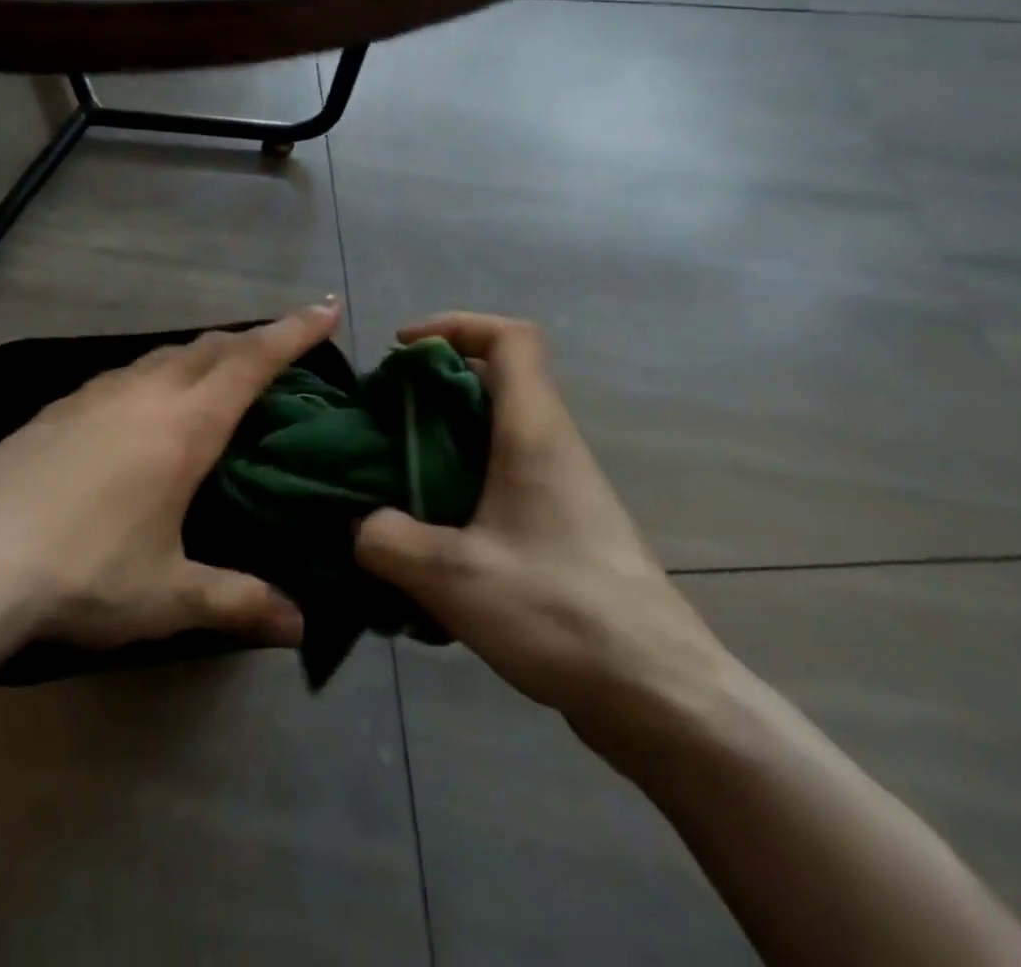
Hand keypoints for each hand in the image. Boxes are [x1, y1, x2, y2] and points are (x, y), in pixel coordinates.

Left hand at [0, 301, 342, 651]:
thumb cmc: (84, 571)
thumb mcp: (168, 594)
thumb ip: (237, 602)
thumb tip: (299, 628)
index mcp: (184, 424)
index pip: (253, 360)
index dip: (295, 331)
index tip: (328, 308)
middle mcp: (145, 392)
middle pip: (211, 346)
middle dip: (253, 339)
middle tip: (281, 348)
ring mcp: (96, 392)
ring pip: (165, 354)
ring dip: (202, 354)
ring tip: (218, 375)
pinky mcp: (60, 405)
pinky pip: (127, 373)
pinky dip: (157, 373)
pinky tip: (145, 406)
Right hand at [354, 313, 730, 761]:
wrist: (660, 696)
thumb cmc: (560, 613)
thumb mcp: (453, 576)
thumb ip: (387, 540)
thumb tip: (360, 525)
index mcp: (534, 433)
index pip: (510, 339)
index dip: (455, 324)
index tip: (403, 347)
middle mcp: (552, 447)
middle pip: (495, 380)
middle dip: (432, 385)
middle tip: (383, 417)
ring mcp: (561, 490)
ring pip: (494, 433)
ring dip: (442, 439)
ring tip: (393, 476)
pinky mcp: (561, 529)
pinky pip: (500, 480)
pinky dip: (459, 484)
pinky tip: (428, 536)